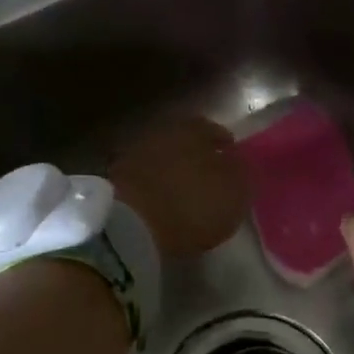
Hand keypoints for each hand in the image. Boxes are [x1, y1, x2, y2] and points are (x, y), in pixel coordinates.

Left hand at [109, 117, 245, 258]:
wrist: (130, 225)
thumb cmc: (192, 205)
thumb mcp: (234, 193)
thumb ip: (240, 173)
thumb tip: (237, 162)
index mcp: (195, 129)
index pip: (214, 131)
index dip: (224, 146)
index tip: (230, 161)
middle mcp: (162, 132)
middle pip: (184, 141)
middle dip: (195, 156)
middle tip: (206, 177)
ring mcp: (133, 153)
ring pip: (160, 157)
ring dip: (171, 172)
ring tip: (181, 193)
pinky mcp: (113, 178)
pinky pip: (141, 178)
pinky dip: (151, 187)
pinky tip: (158, 203)